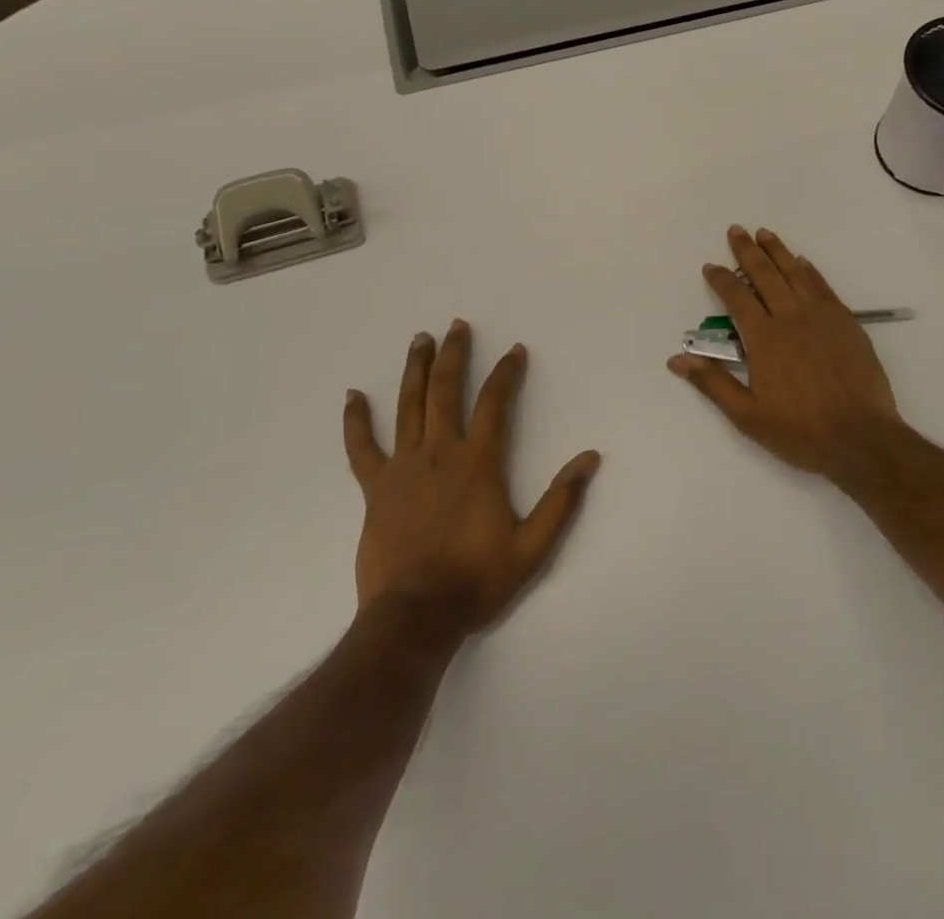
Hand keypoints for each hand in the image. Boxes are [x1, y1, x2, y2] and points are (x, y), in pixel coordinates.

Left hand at [345, 321, 600, 633]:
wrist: (415, 617)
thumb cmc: (476, 579)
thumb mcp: (532, 546)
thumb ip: (562, 500)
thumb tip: (591, 458)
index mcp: (478, 462)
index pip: (494, 403)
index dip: (506, 373)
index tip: (515, 350)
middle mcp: (440, 453)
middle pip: (446, 391)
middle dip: (453, 355)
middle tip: (456, 326)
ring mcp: (403, 468)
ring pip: (408, 407)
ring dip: (415, 370)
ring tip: (419, 340)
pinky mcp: (375, 489)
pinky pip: (362, 448)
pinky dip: (356, 421)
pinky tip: (353, 397)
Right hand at [667, 227, 911, 479]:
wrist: (861, 438)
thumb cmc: (800, 431)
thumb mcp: (747, 415)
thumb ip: (713, 383)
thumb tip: (677, 359)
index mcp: (764, 339)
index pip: (736, 298)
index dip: (721, 279)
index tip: (711, 266)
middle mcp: (790, 318)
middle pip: (765, 275)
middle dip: (748, 251)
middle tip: (737, 230)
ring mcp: (821, 317)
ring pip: (795, 273)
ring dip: (778, 251)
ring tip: (765, 233)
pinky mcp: (846, 322)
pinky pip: (823, 287)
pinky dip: (810, 271)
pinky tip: (802, 262)